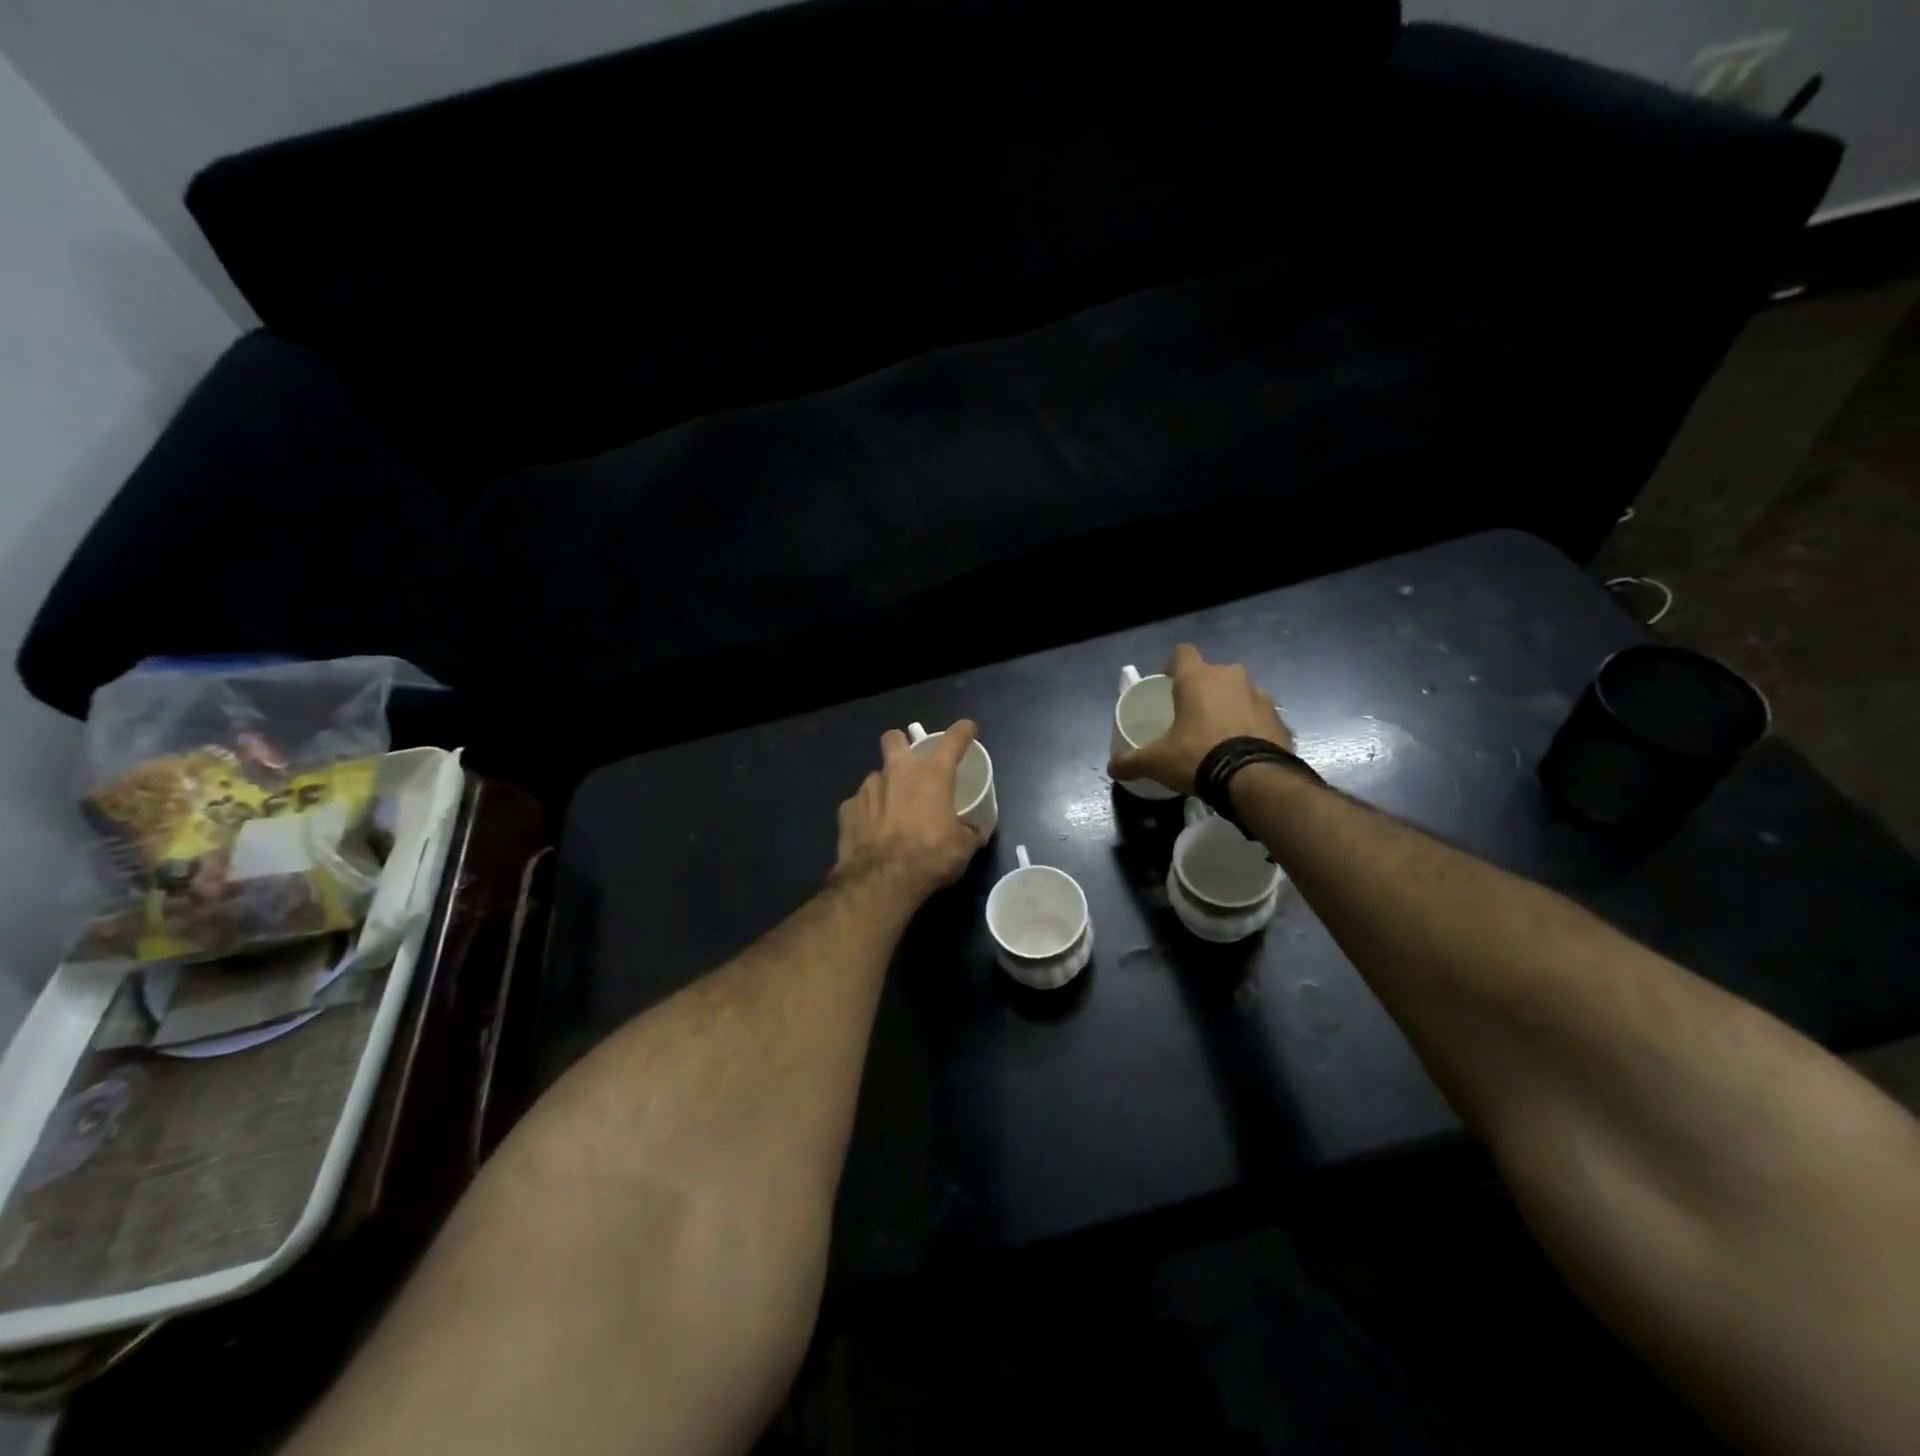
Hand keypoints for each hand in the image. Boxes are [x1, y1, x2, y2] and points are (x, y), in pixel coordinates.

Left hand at [833, 720, 984, 900]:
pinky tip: (872, 831)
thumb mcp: (962, 848)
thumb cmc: (930, 857)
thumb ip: (970, 832)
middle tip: (910, 764)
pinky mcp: (847, 809)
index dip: (963, 731)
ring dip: (885, 787)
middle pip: (894, 738)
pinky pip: (859, 804)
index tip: (967, 729)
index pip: (953, 740)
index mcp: (932, 775)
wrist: (881, 880)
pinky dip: (867, 813)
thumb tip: (977, 831)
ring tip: (891, 812)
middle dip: (901, 744)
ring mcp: (868, 788)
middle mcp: (898, 772)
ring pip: (876, 776)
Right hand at [1107, 644, 1293, 794]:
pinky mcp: (1280, 719)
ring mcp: (1261, 696)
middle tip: (1190, 717)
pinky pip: (1259, 717)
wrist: (1255, 778)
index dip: (1173, 667)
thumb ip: (1132, 761)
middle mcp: (1232, 677)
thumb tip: (1112, 768)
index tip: (1168, 685)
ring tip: (1218, 737)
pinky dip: (1250, 728)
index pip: (1182, 653)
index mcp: (1199, 678)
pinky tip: (1240, 751)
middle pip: (1212, 675)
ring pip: (1238, 694)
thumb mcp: (1157, 761)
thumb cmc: (1198, 756)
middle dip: (1203, 691)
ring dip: (1229, 708)